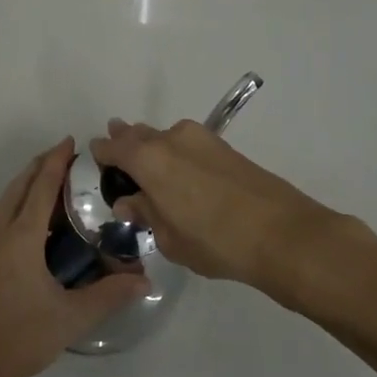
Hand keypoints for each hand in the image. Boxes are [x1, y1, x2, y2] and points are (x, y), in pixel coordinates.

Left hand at [0, 138, 148, 376]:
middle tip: (63, 156)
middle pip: (18, 187)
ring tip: (46, 181)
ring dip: (24, 184)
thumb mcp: (71, 318)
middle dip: (39, 166)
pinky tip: (27, 221)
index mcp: (20, 238)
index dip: (56, 162)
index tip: (70, 142)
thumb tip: (145, 280)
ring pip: (3, 202)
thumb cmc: (20, 338)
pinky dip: (13, 204)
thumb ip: (109, 295)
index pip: (41, 188)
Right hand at [91, 118, 340, 297]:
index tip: (95, 159)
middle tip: (116, 154)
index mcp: (148, 159)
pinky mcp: (224, 147)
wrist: (281, 233)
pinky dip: (176, 153)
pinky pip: (187, 144)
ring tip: (148, 166)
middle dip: (126, 142)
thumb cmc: (214, 241)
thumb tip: (131, 202)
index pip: (113, 147)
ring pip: (165, 137)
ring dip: (153, 147)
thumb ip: (146, 214)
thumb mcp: (169, 238)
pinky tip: (179, 173)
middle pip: (138, 134)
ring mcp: (201, 139)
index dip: (101, 153)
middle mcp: (170, 138)